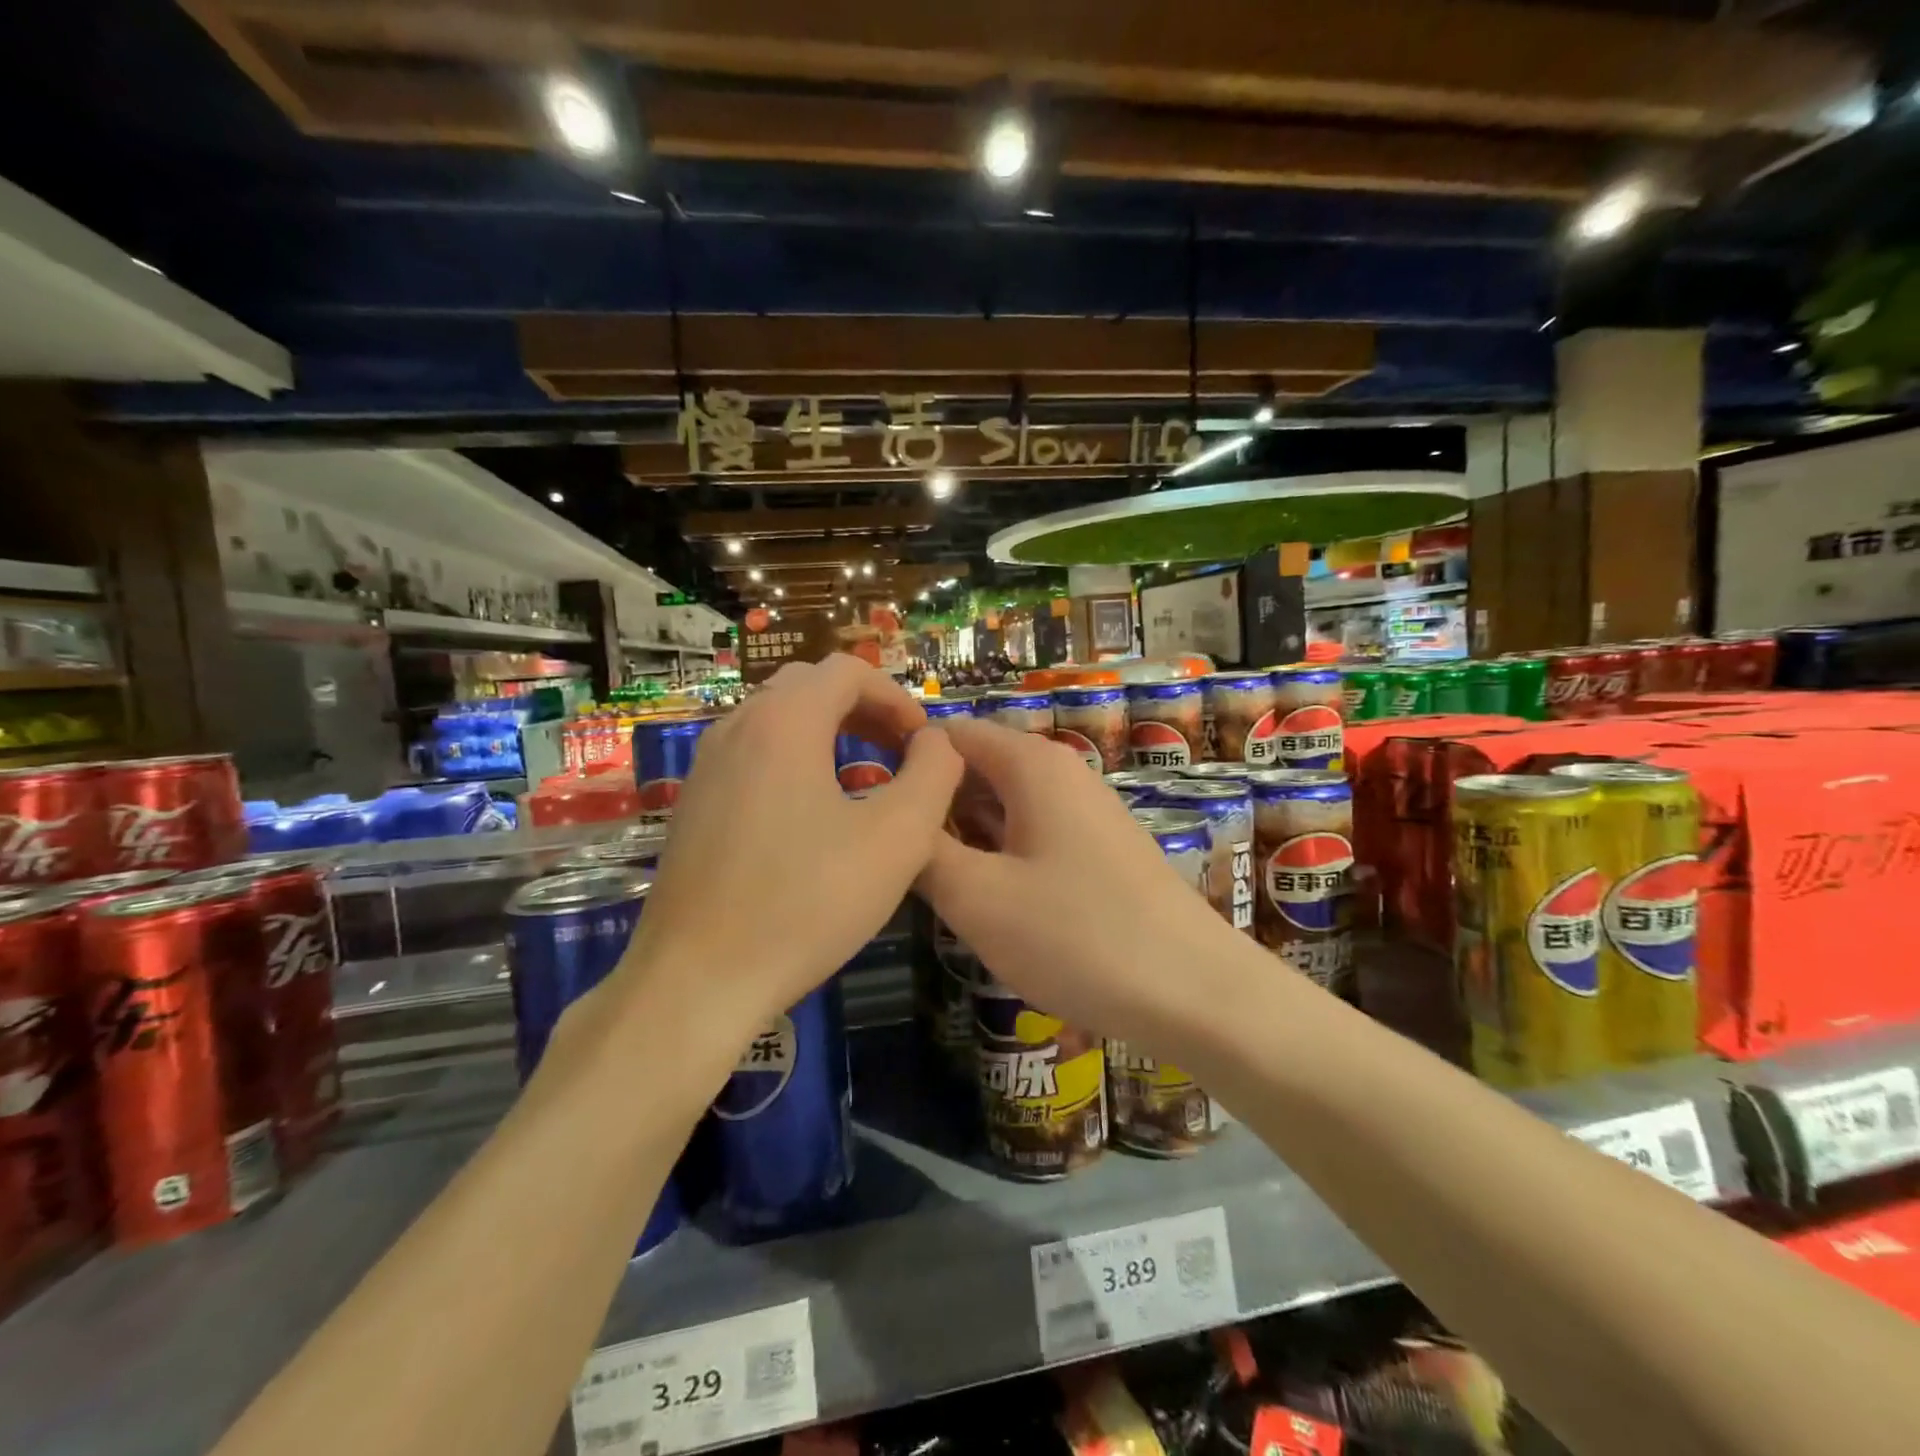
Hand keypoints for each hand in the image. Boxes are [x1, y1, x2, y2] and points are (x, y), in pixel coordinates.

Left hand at [624, 655, 962, 1040]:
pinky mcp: (694, 804)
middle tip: (898, 751)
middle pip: (809, 686)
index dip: (897, 697)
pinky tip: (812, 815)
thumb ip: (934, 774)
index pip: (847, 670)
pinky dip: (794, 759)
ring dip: (828, 732)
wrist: (697, 981)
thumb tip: (937, 742)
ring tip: (863, 778)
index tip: (922, 743)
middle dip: (863, 708)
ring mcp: (706, 766)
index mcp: (784, 722)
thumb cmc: (806, 903)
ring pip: (777, 719)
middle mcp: (737, 728)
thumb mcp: (898, 839)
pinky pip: (752, 755)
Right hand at [917, 719, 1228, 1047]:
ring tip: (922, 879)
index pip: (949, 734)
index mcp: (1030, 764)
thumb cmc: (1076, 935)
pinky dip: (996, 853)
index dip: (903, 760)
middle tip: (888, 853)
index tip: (865, 805)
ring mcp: (1084, 811)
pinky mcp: (1098, 849)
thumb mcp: (977, 897)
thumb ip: (922, 850)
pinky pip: (1030, 833)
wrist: (1193, 992)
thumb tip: (894, 820)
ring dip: (962, 833)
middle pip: (976, 767)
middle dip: (932, 803)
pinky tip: (979, 897)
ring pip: (1002, 804)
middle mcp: (1060, 772)